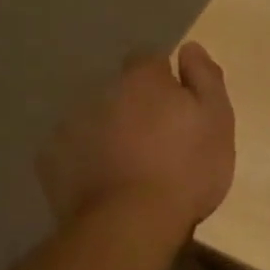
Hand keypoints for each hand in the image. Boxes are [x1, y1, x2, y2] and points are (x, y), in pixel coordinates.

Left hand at [37, 43, 235, 228]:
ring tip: (132, 167)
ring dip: (111, 133)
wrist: (132, 221)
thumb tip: (190, 48)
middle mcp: (100, 92)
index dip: (165, 80)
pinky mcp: (51, 161)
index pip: (150, 60)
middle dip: (136, 107)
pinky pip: (73, 152)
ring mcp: (70, 125)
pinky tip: (106, 184)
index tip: (179, 106)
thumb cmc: (187, 169)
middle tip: (160, 141)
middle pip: (120, 91)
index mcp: (143, 79)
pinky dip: (87, 161)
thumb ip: (206, 79)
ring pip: (95, 120)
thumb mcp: (217, 121)